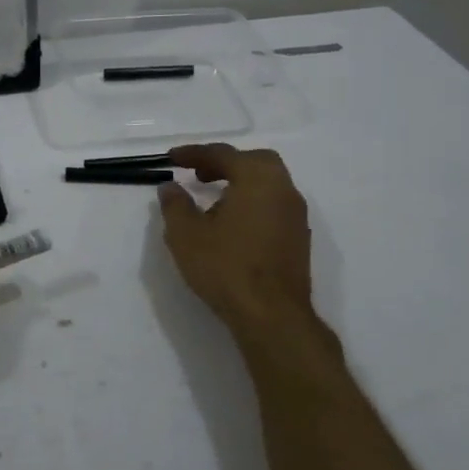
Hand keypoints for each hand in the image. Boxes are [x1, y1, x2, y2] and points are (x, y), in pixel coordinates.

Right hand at [158, 143, 313, 328]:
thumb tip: (170, 187)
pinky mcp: (298, 239)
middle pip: (254, 162)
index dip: (194, 154)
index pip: (223, 154)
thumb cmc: (226, 267)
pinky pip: (273, 206)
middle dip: (224, 164)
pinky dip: (252, 203)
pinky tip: (233, 225)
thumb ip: (176, 205)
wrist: (272, 315)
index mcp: (257, 179)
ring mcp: (296, 215)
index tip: (171, 159)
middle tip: (199, 175)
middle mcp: (283, 189)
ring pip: (268, 184)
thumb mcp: (186, 235)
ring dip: (240, 183)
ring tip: (212, 202)